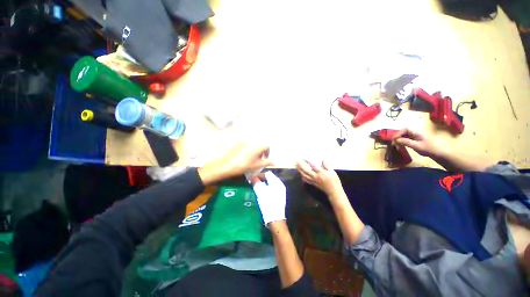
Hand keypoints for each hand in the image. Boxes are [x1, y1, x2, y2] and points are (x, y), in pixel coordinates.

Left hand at [198, 144, 272, 184]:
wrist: (226, 165)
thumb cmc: (243, 165)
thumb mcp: (256, 165)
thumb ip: (266, 163)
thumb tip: (274, 162)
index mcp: (257, 147)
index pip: (267, 146)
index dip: (267, 152)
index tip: (265, 159)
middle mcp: (251, 142)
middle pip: (259, 146)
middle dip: (260, 152)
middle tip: (257, 160)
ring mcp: (243, 142)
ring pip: (252, 146)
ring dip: (254, 151)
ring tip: (249, 160)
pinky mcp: (237, 144)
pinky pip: (245, 146)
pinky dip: (247, 150)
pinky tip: (242, 157)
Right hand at [253, 172, 286, 225]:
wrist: (275, 219)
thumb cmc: (268, 204)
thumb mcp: (260, 192)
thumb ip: (256, 183)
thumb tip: (251, 177)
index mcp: (277, 182)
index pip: (267, 173)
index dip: (259, 174)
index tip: (252, 178)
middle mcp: (280, 185)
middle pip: (269, 178)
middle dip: (260, 179)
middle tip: (253, 182)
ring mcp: (280, 191)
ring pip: (270, 183)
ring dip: (263, 184)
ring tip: (255, 187)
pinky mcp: (279, 197)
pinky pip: (271, 189)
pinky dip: (266, 188)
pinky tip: (261, 193)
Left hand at [296, 160, 342, 195]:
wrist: (333, 191)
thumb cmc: (334, 180)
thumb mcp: (332, 171)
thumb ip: (326, 165)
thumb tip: (323, 159)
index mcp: (321, 173)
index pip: (313, 166)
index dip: (308, 161)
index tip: (304, 157)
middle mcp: (316, 176)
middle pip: (306, 170)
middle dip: (301, 165)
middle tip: (297, 161)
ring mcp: (313, 180)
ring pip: (304, 175)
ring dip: (300, 170)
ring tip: (296, 166)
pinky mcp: (313, 183)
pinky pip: (305, 179)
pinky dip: (302, 176)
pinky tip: (300, 173)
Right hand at [393, 128, 440, 156]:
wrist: (439, 153)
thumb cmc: (429, 149)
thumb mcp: (417, 146)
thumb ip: (406, 142)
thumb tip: (396, 140)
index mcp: (416, 132)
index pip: (404, 129)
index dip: (397, 133)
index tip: (394, 140)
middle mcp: (415, 132)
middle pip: (403, 132)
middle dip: (397, 137)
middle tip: (393, 143)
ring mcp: (415, 136)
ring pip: (404, 135)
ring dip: (399, 139)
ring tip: (396, 145)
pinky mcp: (415, 140)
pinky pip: (406, 138)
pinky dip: (402, 142)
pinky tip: (401, 146)